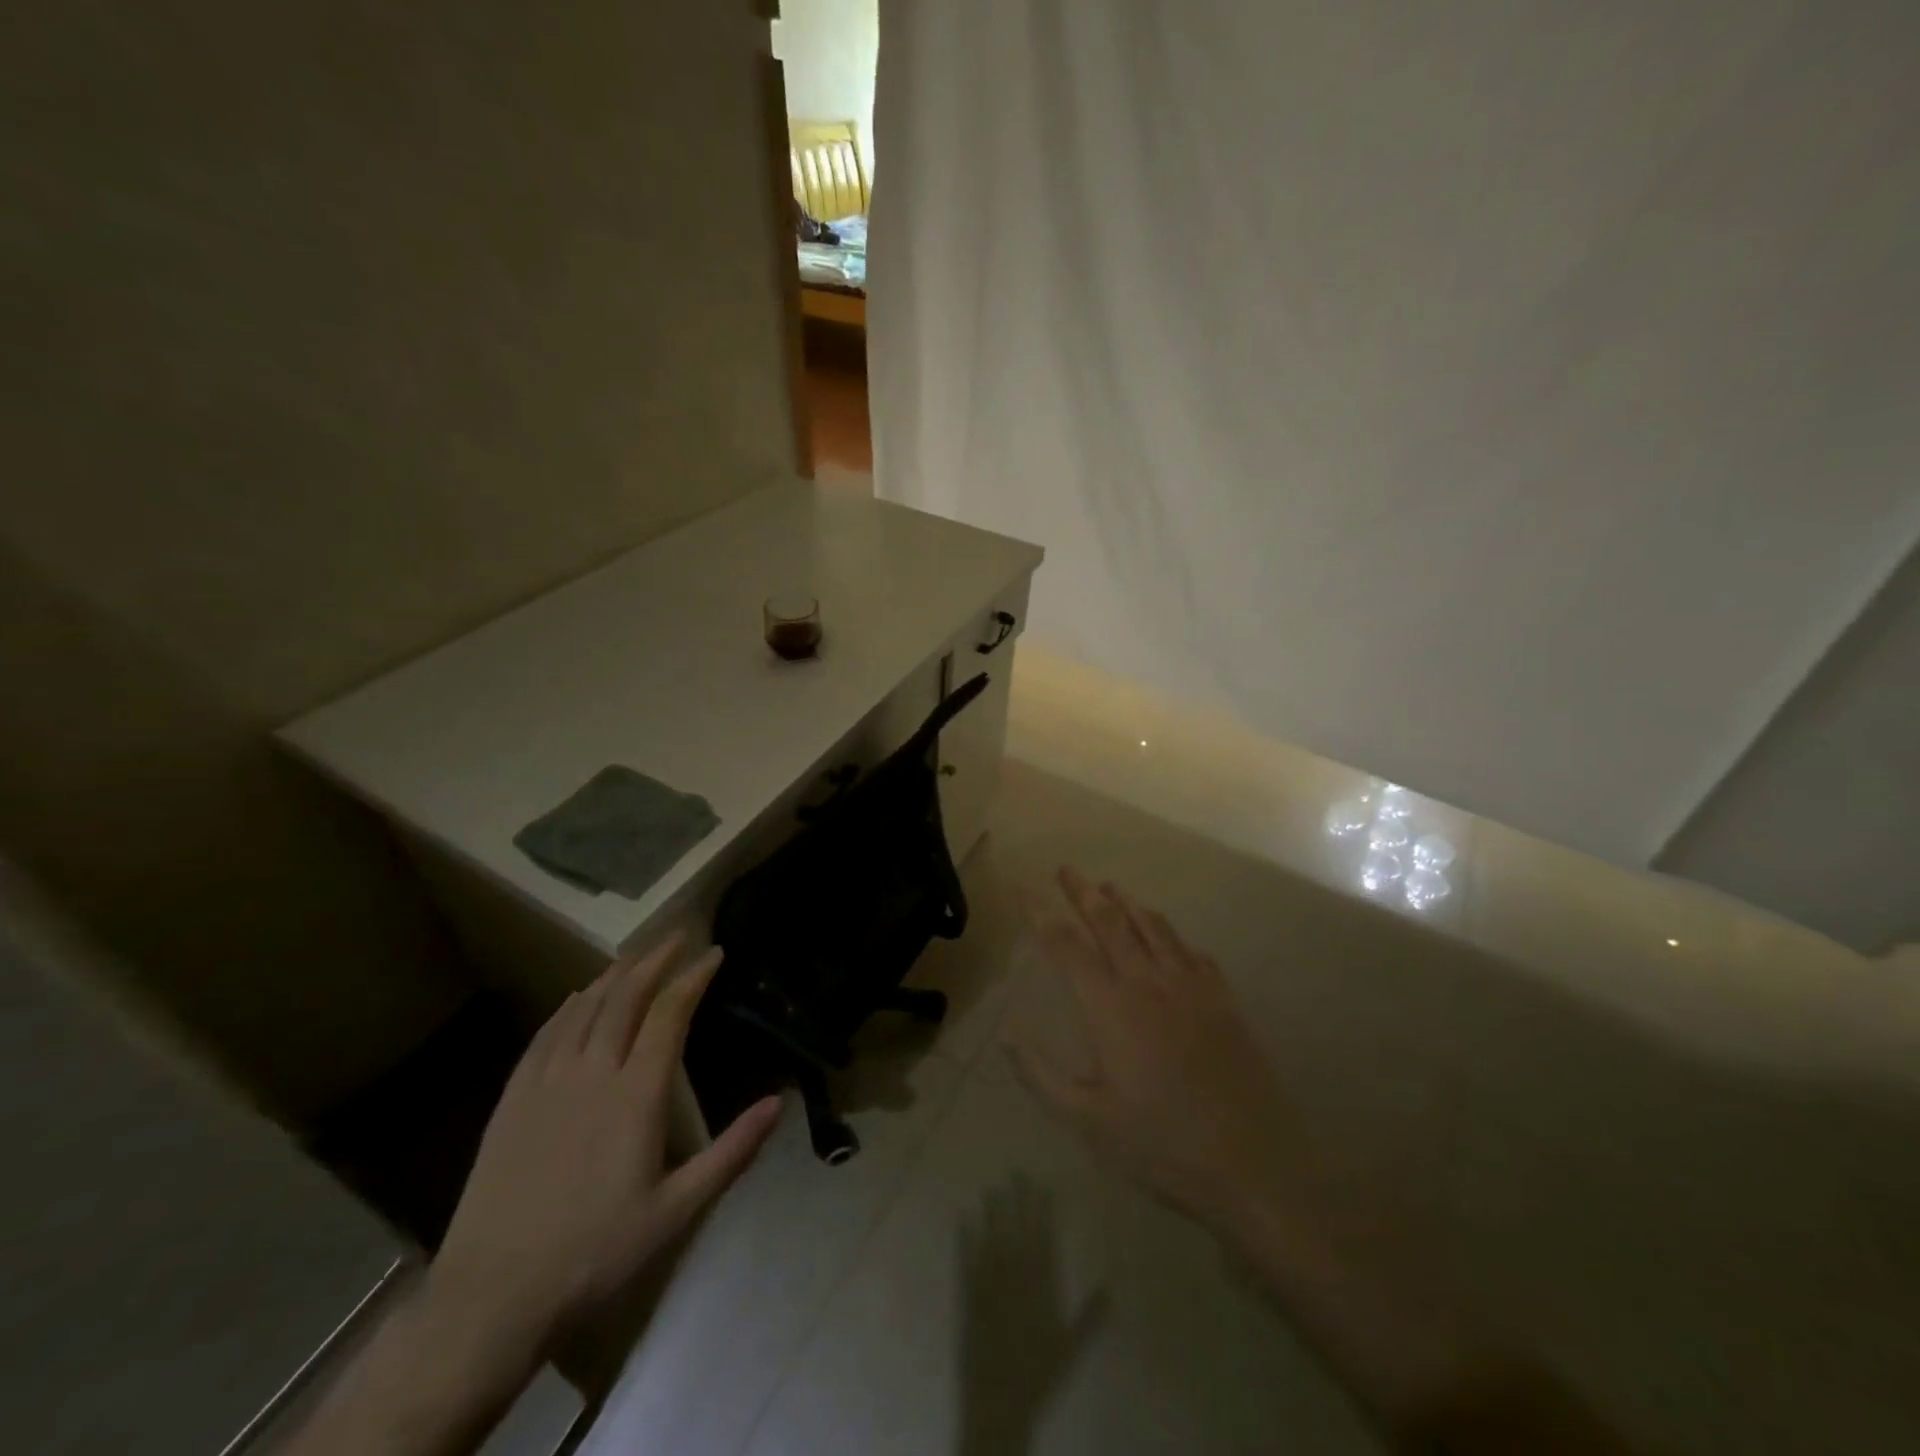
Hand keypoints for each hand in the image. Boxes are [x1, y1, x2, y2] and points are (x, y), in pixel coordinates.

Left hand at [428, 937, 781, 1356]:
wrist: (492, 1297)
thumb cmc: (595, 1254)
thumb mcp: (677, 1211)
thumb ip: (731, 1152)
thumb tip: (778, 1103)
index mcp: (636, 1094)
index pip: (669, 1013)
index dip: (694, 977)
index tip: (714, 953)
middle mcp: (592, 1073)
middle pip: (626, 997)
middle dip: (655, 960)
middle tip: (678, 937)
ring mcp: (547, 1082)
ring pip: (584, 1008)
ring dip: (613, 975)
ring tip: (635, 956)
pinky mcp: (513, 1099)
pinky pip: (545, 1035)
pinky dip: (567, 1006)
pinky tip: (575, 997)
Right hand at [1008, 868, 1296, 1232]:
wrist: (1254, 1163)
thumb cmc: (1161, 1144)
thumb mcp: (1087, 1120)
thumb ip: (1040, 1075)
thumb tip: (1006, 1034)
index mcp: (1109, 1006)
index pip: (1065, 944)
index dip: (1040, 912)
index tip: (1023, 886)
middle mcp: (1147, 982)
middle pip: (1110, 922)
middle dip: (1083, 892)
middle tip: (1066, 869)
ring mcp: (1190, 987)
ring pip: (1153, 928)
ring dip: (1127, 903)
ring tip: (1110, 887)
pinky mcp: (1222, 1000)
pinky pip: (1191, 952)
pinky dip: (1171, 935)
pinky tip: (1169, 937)